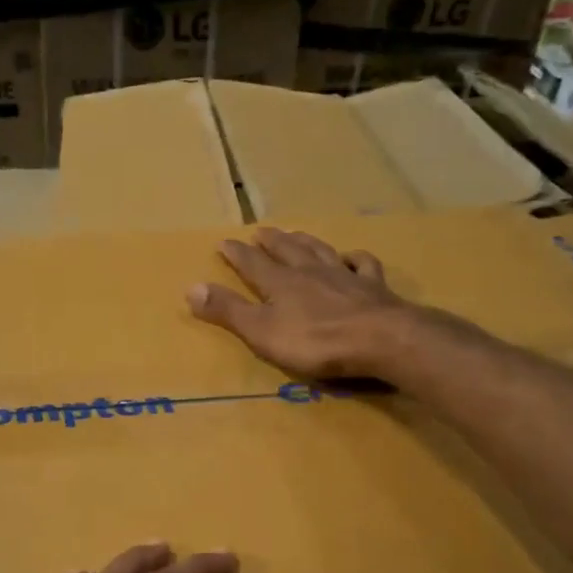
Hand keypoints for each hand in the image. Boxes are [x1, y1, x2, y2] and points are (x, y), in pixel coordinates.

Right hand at [187, 227, 451, 380]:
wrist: (381, 340)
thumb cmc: (316, 342)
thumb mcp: (261, 332)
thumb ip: (229, 311)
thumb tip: (191, 287)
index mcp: (281, 284)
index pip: (253, 263)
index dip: (237, 253)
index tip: (224, 241)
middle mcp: (311, 272)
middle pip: (287, 251)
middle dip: (271, 241)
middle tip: (261, 230)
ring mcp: (344, 277)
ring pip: (320, 251)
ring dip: (306, 241)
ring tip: (296, 233)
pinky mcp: (374, 288)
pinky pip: (363, 265)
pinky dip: (354, 258)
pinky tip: (351, 256)